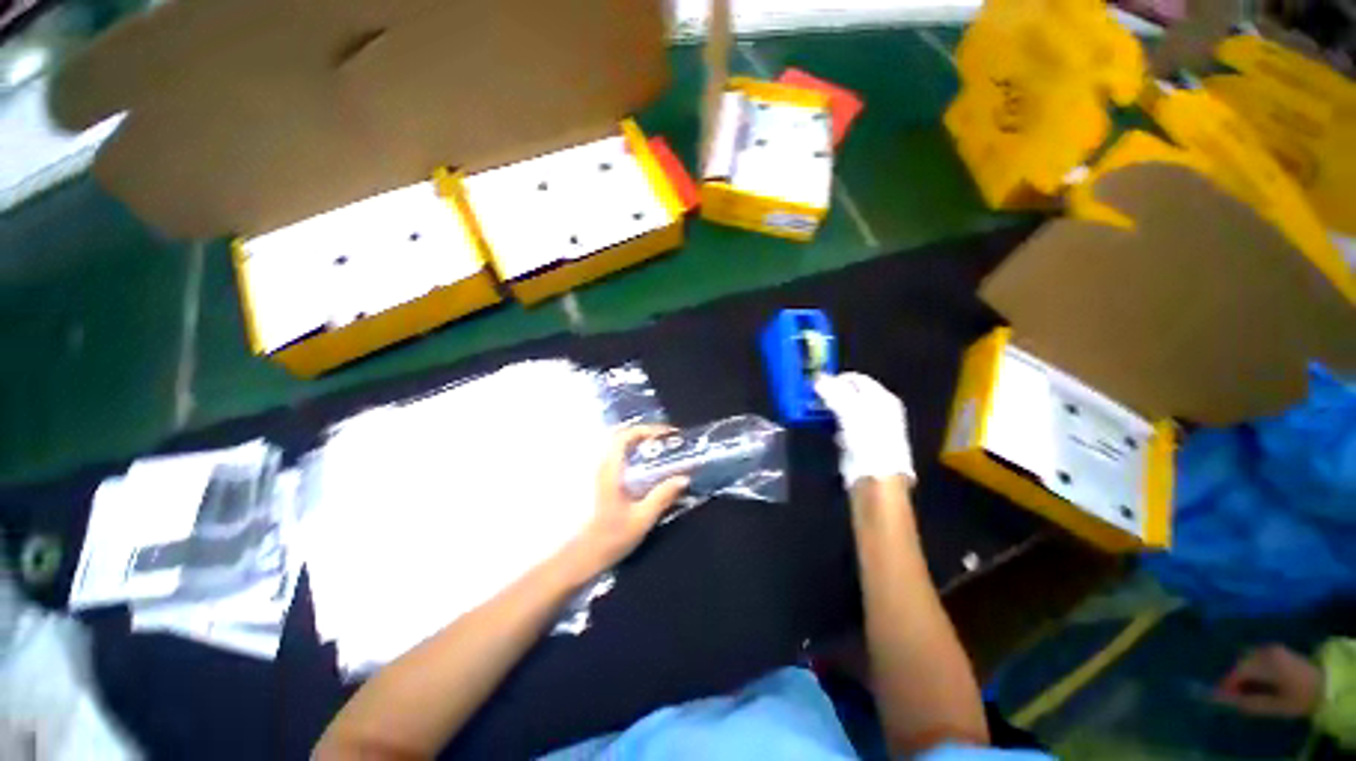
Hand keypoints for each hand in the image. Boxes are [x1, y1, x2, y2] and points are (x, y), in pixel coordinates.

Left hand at [574, 425, 689, 569]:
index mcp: (611, 470)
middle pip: (621, 436)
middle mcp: (603, 466)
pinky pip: (619, 456)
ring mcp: (600, 472)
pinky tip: (648, 467)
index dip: (648, 429)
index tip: (668, 434)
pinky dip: (634, 453)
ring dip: (640, 442)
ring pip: (619, 446)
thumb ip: (662, 496)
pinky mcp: (602, 481)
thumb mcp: (641, 519)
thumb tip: (683, 478)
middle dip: (645, 433)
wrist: (583, 556)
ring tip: (661, 450)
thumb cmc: (611, 537)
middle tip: (666, 440)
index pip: (625, 436)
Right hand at [814, 372, 915, 487]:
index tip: (818, 384)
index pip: (857, 379)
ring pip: (845, 410)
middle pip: (851, 394)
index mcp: (883, 397)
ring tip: (815, 410)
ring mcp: (870, 426)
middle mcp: (879, 409)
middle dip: (832, 393)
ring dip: (830, 409)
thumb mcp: (849, 409)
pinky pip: (843, 425)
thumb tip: (817, 377)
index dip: (837, 379)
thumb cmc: (867, 437)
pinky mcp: (860, 441)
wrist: (876, 474)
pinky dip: (833, 424)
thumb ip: (833, 391)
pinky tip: (825, 427)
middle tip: (814, 397)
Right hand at [1215, 645, 1323, 717]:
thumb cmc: (1299, 697)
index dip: (1227, 683)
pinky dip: (1252, 669)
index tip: (1221, 696)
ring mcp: (1271, 648)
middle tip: (1234, 695)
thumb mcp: (1275, 705)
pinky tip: (1257, 680)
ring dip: (1243, 673)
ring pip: (1247, 659)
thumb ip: (1249, 702)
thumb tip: (1224, 699)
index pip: (1238, 671)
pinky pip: (1256, 658)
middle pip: (1242, 663)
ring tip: (1246, 689)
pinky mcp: (1275, 650)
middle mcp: (1265, 651)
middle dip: (1235, 678)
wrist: (1325, 685)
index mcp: (1265, 663)